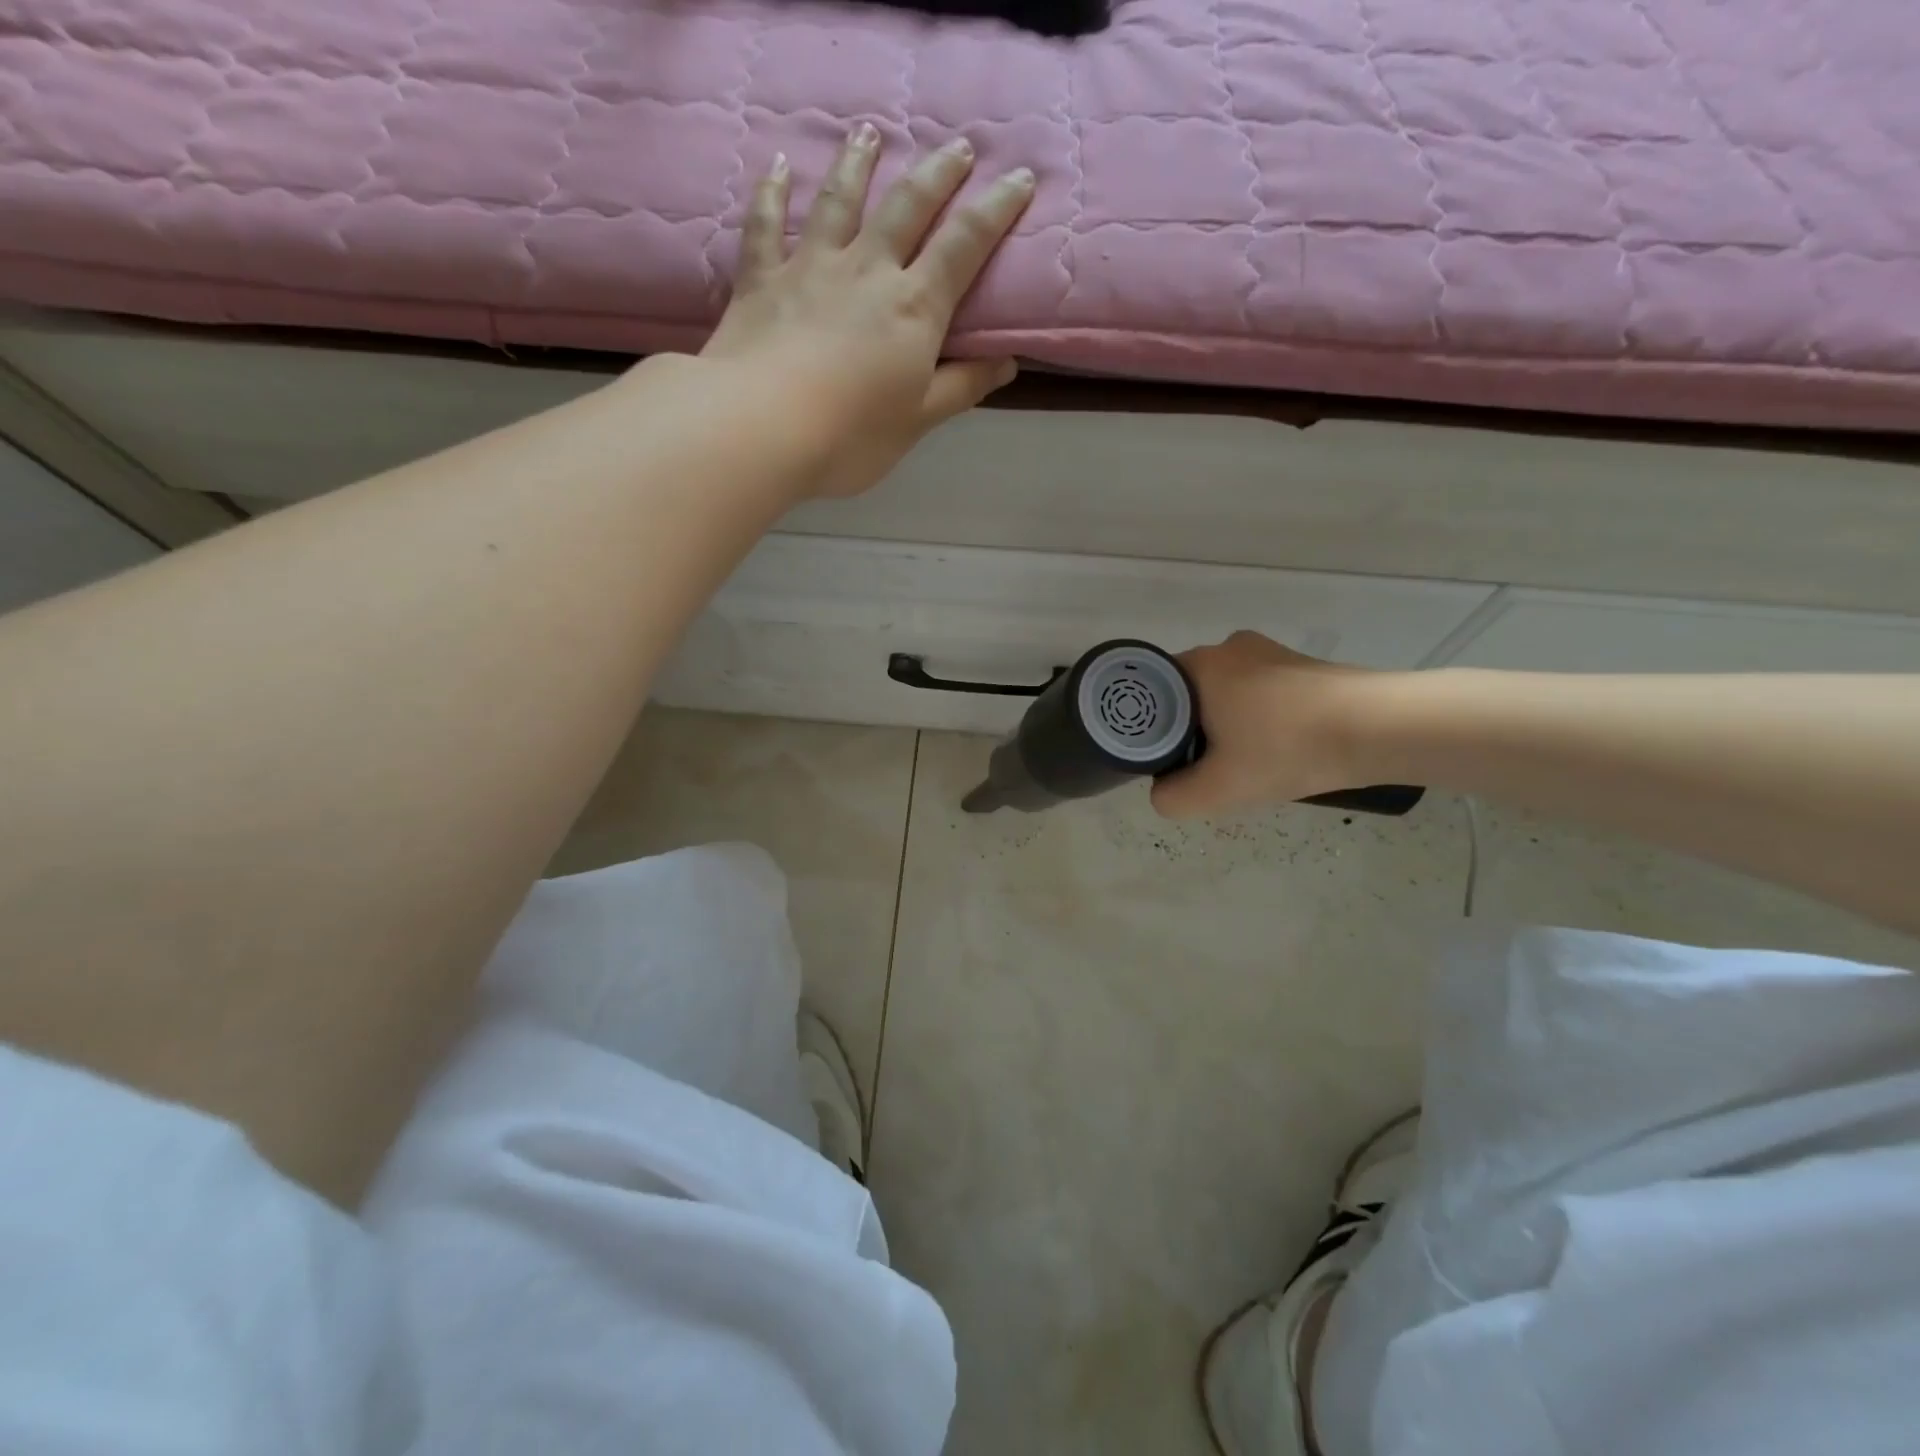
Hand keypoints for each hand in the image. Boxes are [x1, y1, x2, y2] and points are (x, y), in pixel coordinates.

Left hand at [702, 125, 1035, 498]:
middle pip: (907, 206)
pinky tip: (775, 166)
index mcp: (914, 307)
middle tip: (959, 147)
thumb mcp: (919, 421)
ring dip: (858, 162)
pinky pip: (766, 224)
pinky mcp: (761, 278)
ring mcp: (810, 266)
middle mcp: (867, 270)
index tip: (1021, 177)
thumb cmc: (850, 436)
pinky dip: (771, 192)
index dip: (996, 209)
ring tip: (870, 132)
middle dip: (939, 173)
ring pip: (840, 199)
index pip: (964, 245)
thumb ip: (962, 387)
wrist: (761, 429)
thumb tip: (1007, 361)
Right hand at [1151, 631, 1380, 818]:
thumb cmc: (1288, 749)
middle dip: (1192, 731)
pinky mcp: (1300, 664)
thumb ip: (1174, 798)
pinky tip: (1279, 747)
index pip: (1152, 693)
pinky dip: (1258, 719)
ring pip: (1225, 694)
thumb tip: (1162, 793)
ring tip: (1248, 762)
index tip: (1169, 760)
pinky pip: (1259, 692)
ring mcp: (1268, 652)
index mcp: (1199, 665)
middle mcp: (1228, 647)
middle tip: (1207, 768)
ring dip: (1227, 726)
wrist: (1381, 728)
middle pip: (1189, 695)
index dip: (1153, 730)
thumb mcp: (1219, 789)